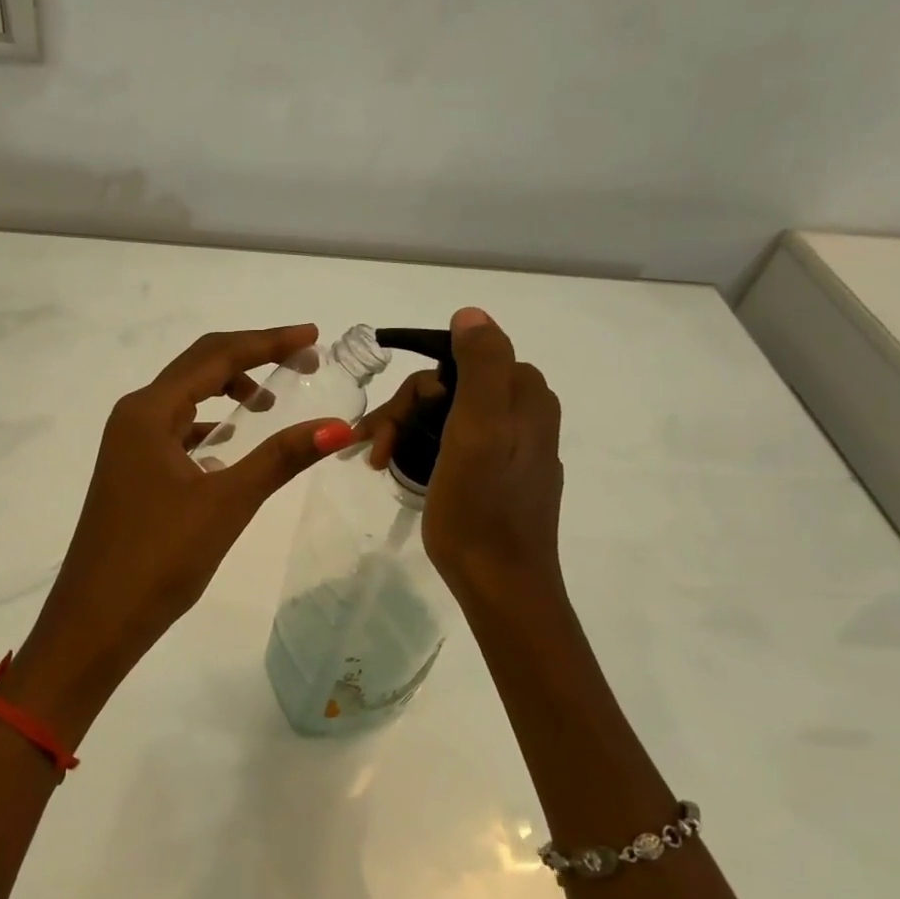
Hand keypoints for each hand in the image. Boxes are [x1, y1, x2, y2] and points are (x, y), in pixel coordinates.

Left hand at [6, 325, 355, 733]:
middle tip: (301, 361)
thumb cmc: (158, 558)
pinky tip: (228, 451)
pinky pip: (175, 434)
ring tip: (269, 405)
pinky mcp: (130, 474)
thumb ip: (281, 458)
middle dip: (250, 359)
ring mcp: (127, 447)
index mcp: (149, 412)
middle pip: (197, 368)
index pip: (215, 356)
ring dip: (226, 393)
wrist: (95, 621)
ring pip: (184, 402)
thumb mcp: (226, 503)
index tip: (312, 337)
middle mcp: (133, 417)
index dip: (267, 342)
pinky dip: (207, 429)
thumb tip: (338, 426)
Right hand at [356, 307, 564, 606]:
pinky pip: (456, 443)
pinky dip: (424, 449)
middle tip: (374, 450)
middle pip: (450, 388)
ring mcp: (514, 446)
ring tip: (377, 462)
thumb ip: (482, 364)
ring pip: (448, 415)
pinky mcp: (501, 475)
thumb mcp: (479, 428)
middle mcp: (525, 413)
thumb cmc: (480, 508)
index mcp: (525, 395)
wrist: (501, 584)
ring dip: (407, 431)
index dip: (416, 388)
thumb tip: (470, 314)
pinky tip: (402, 470)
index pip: (457, 361)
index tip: (389, 424)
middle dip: (405, 413)